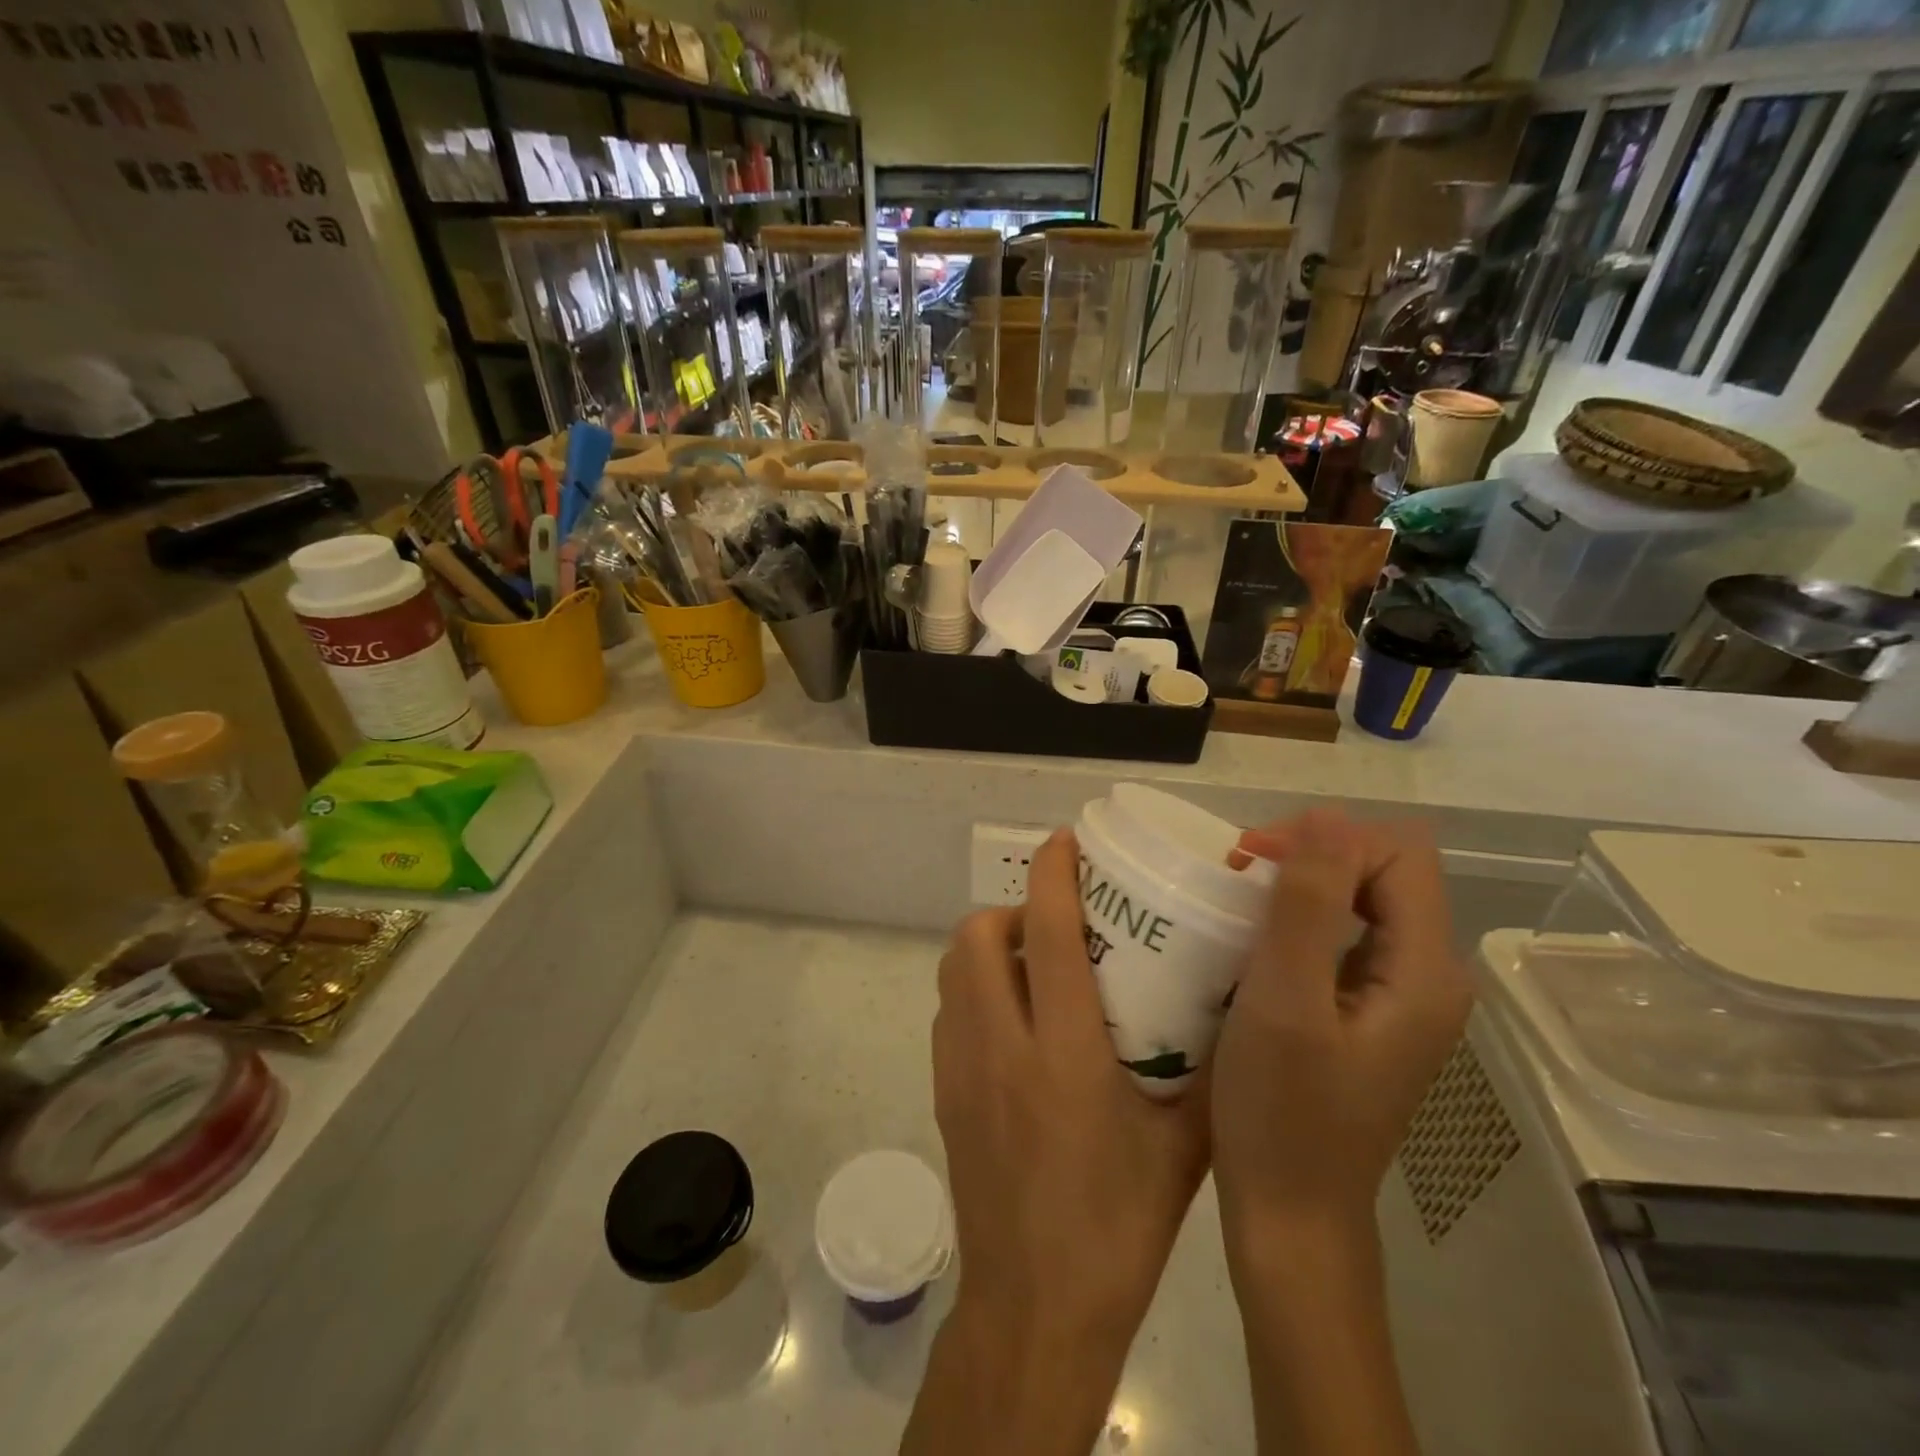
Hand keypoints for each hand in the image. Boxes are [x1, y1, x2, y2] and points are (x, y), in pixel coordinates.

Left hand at [930, 826, 1208, 1364]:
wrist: (1035, 1308)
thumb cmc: (1119, 1227)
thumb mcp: (1182, 1146)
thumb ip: (1200, 1069)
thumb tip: (1223, 1007)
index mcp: (1064, 1053)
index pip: (1050, 935)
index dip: (1054, 875)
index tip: (1064, 843)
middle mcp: (1001, 1047)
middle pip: (977, 938)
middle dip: (1011, 910)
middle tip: (1056, 927)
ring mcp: (961, 1069)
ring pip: (953, 971)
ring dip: (987, 948)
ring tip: (1034, 966)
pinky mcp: (943, 1093)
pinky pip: (948, 1012)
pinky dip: (973, 991)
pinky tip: (1013, 1021)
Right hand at [1212, 808, 1470, 1256]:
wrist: (1291, 1214)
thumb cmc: (1281, 1111)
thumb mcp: (1285, 1001)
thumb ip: (1310, 905)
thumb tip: (1328, 815)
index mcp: (1425, 971)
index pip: (1398, 853)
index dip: (1326, 839)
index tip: (1253, 859)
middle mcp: (1429, 976)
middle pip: (1384, 870)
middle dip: (1312, 854)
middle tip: (1240, 872)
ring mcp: (1401, 996)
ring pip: (1363, 899)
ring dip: (1303, 884)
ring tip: (1241, 897)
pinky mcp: (1370, 1012)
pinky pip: (1346, 935)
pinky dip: (1301, 918)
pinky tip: (1258, 938)